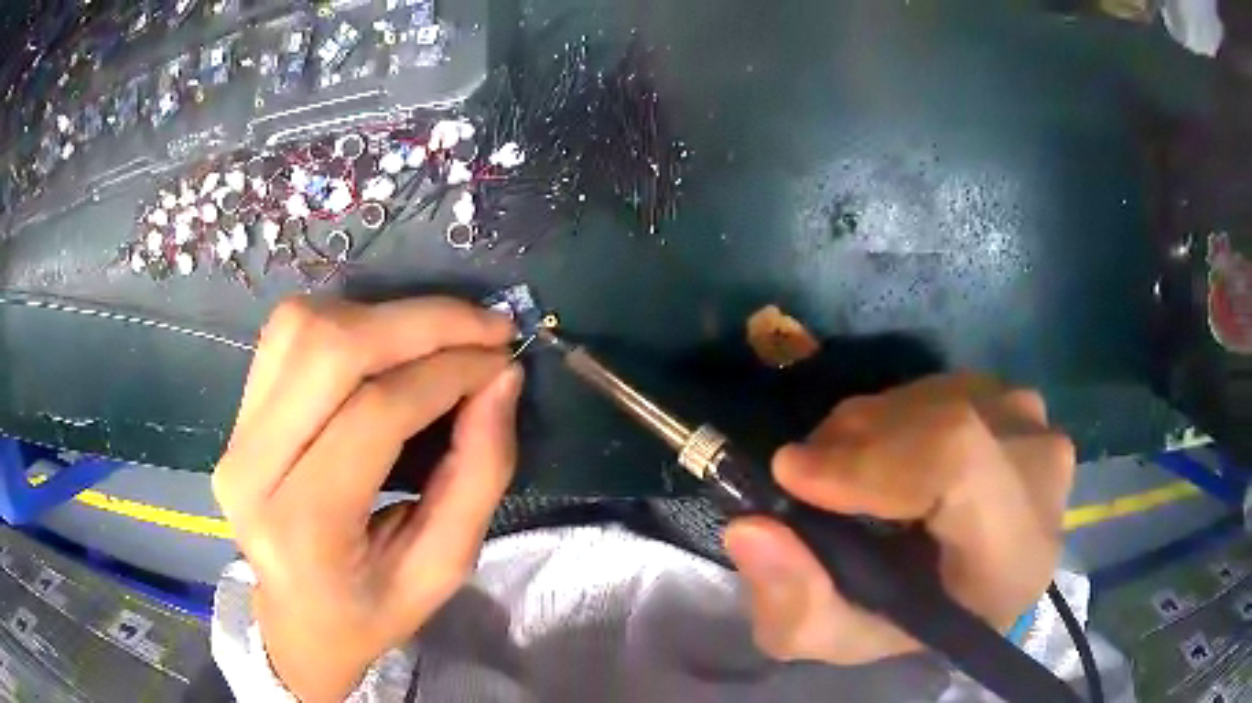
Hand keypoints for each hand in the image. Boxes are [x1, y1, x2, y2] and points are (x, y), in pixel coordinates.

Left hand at [213, 297, 520, 701]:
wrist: (297, 621)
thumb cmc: (372, 610)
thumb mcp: (443, 568)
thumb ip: (479, 475)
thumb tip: (501, 379)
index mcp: (304, 529)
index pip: (376, 413)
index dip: (448, 373)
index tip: (501, 361)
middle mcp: (252, 469)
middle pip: (329, 348)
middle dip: (419, 322)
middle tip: (482, 326)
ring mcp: (235, 435)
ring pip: (303, 327)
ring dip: (381, 316)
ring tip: (436, 336)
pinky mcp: (236, 415)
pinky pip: (286, 334)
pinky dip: (346, 321)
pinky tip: (383, 343)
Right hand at [724, 373, 1074, 664]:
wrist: (979, 582)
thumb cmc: (920, 621)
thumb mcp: (847, 638)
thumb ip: (796, 607)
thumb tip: (749, 529)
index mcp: (1015, 551)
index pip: (958, 465)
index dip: (873, 459)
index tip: (794, 476)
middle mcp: (1039, 469)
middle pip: (939, 421)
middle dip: (853, 445)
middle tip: (805, 481)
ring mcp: (1032, 422)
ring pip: (932, 397)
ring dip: (869, 429)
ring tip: (844, 475)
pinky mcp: (1014, 398)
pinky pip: (940, 387)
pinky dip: (894, 415)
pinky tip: (888, 457)